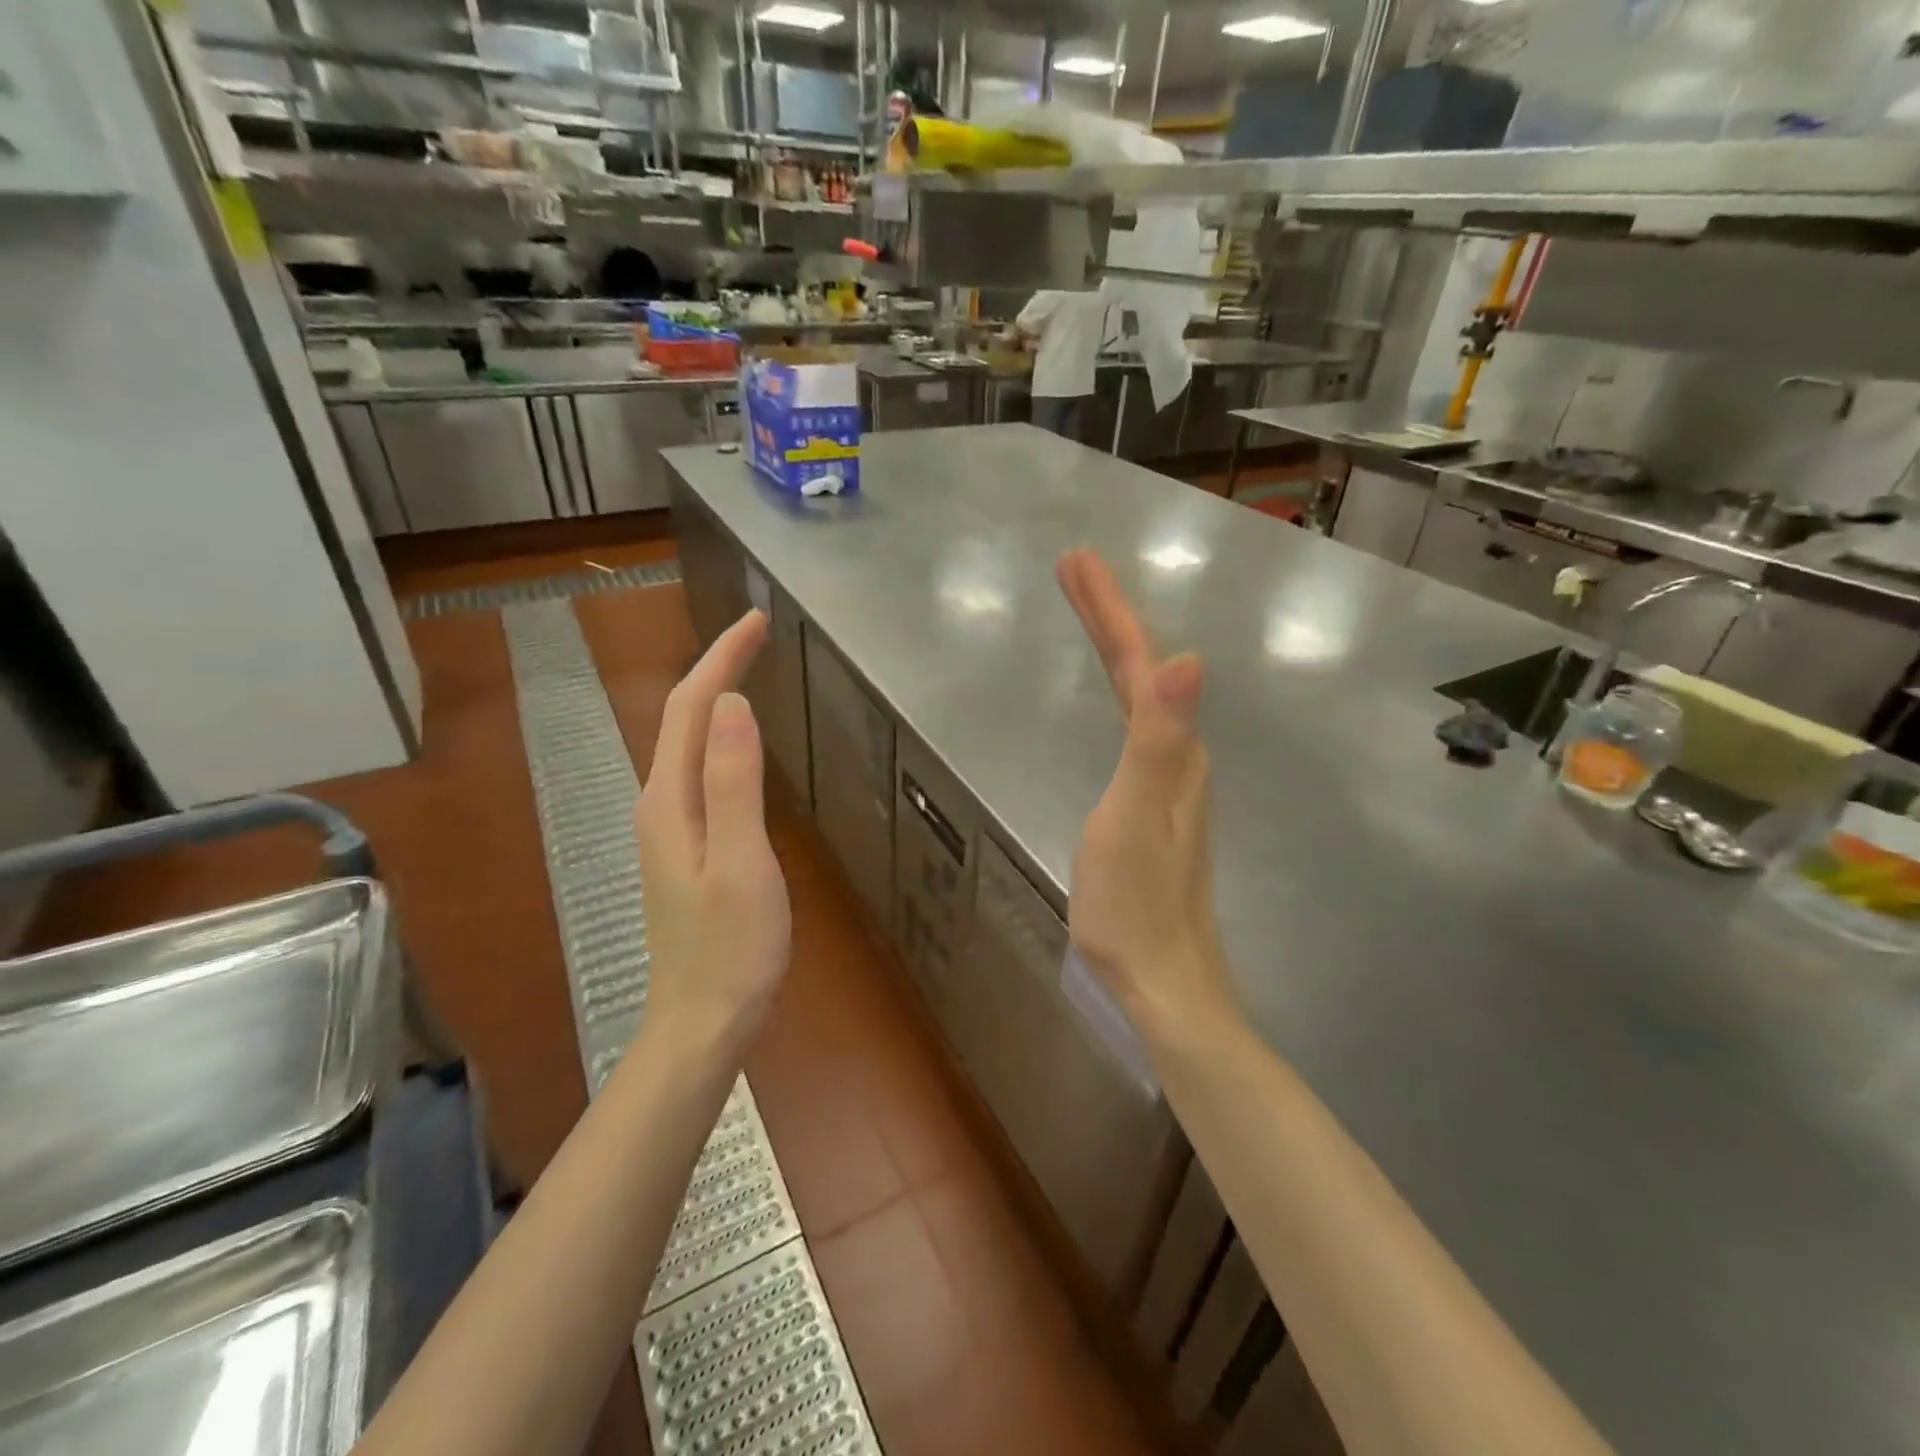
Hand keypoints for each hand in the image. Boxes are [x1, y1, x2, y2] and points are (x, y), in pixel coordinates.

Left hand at [635, 610, 791, 1057]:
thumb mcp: (740, 862)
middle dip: (718, 667)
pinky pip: (701, 770)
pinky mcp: (687, 846)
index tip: (758, 620)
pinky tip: (738, 740)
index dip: (723, 658)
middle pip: (685, 718)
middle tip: (760, 633)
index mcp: (670, 800)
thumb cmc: (730, 947)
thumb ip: (734, 783)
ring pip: (690, 743)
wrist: (702, 1020)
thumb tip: (733, 704)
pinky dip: (720, 735)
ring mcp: (671, 827)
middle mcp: (661, 804)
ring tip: (749, 667)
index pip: (693, 707)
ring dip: (717, 697)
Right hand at [1056, 548, 1237, 1047]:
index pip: (1139, 661)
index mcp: (1171, 751)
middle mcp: (1179, 756)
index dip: (1109, 609)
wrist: (1163, 980)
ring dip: (1117, 647)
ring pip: (1144, 695)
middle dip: (1109, 616)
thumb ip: (1158, 739)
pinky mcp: (1155, 805)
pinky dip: (1122, 690)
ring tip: (1091, 613)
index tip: (1076, 560)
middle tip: (1074, 570)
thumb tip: (1190, 659)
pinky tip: (1118, 697)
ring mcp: (1170, 782)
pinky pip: (1138, 725)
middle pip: (1143, 670)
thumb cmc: (1136, 905)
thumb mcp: (1134, 818)